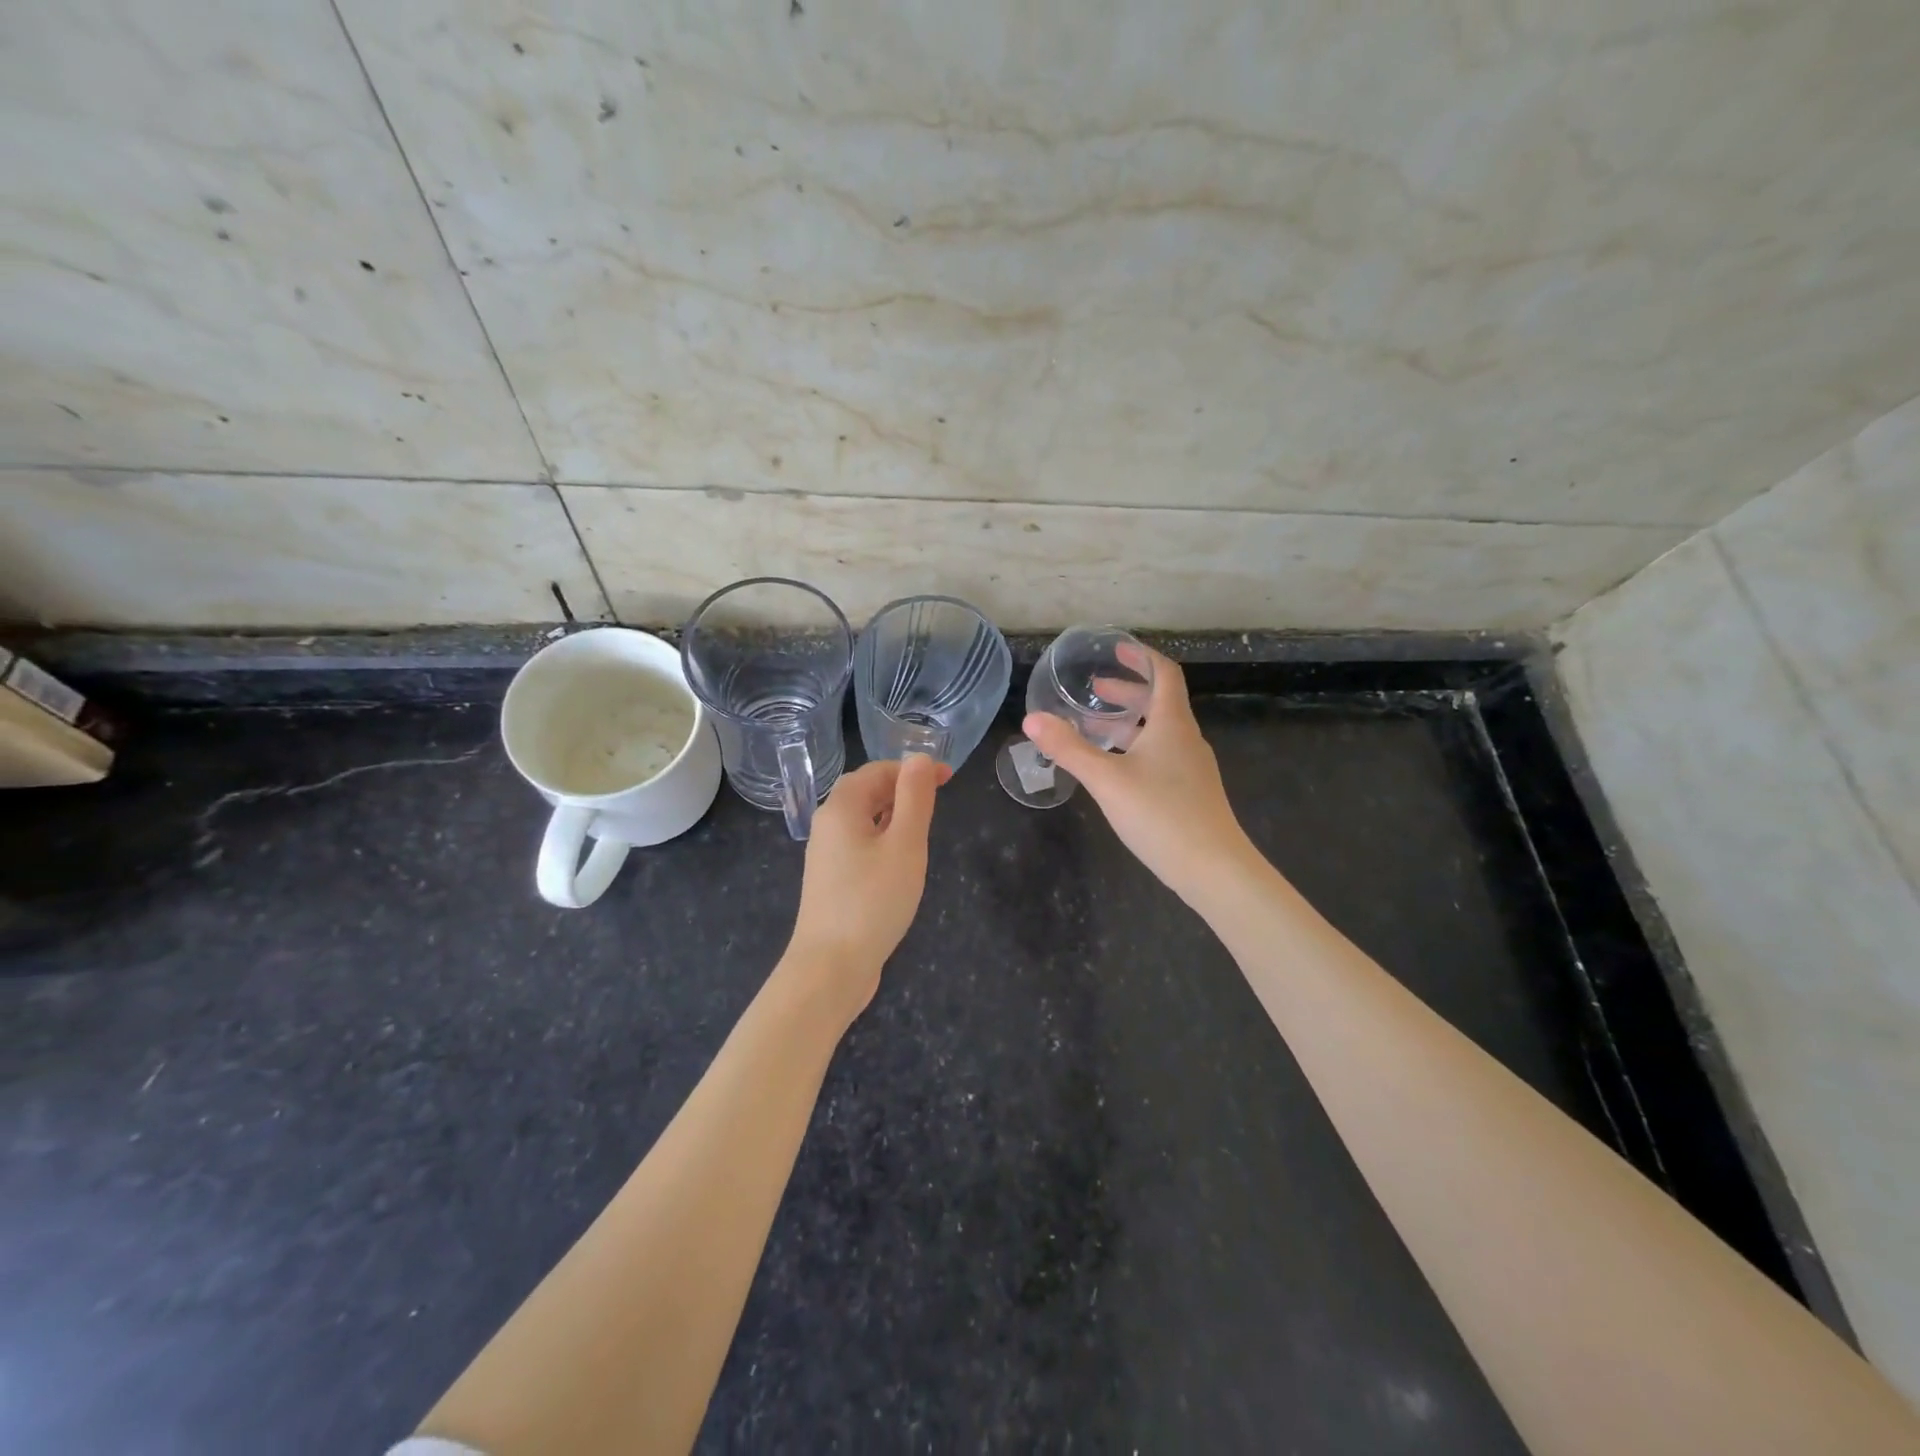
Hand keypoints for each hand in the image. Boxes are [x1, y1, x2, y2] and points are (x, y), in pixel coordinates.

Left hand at [784, 754, 946, 1017]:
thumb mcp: (905, 845)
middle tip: (938, 802)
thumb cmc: (873, 901)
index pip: (876, 771)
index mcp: (841, 808)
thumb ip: (914, 798)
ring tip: (924, 830)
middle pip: (865, 793)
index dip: (912, 769)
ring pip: (862, 821)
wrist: (830, 967)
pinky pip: (858, 846)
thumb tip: (920, 758)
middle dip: (902, 790)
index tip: (948, 778)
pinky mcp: (831, 882)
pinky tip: (900, 863)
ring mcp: (826, 856)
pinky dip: (882, 841)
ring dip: (893, 816)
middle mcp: (827, 825)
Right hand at [1024, 648, 1253, 906]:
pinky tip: (1114, 769)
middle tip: (1094, 689)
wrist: (1214, 869)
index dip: (1142, 658)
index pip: (1165, 674)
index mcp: (1172, 724)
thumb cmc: (1161, 814)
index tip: (1118, 650)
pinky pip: (1160, 756)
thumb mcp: (1107, 779)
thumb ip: (1069, 749)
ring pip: (1158, 732)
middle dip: (1127, 691)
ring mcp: (1191, 768)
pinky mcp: (1190, 793)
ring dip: (1128, 723)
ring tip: (1094, 727)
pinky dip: (1135, 748)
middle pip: (1159, 703)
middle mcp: (1186, 739)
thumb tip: (1032, 719)